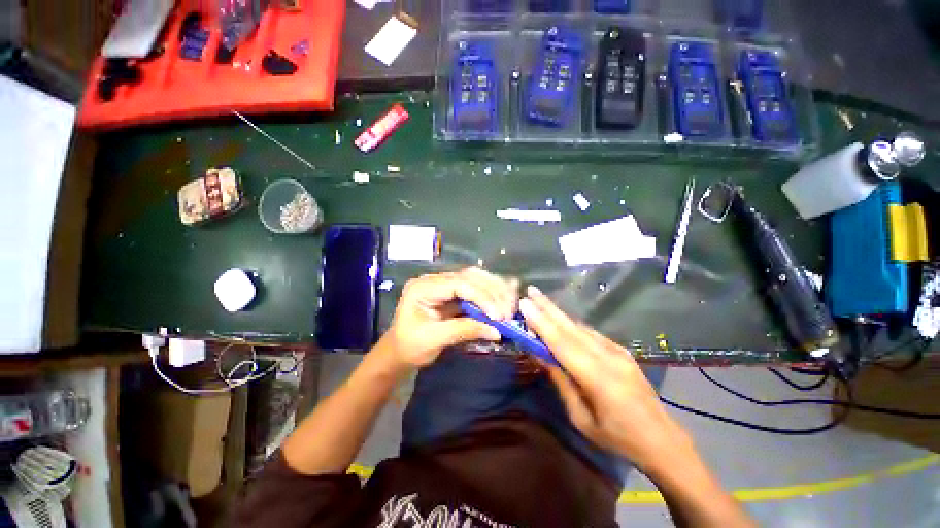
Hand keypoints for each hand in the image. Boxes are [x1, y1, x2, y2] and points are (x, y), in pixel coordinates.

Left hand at [378, 268, 517, 370]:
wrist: (399, 352)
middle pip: (469, 277)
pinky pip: (475, 288)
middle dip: (491, 292)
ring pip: (475, 278)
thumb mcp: (434, 340)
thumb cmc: (410, 347)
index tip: (498, 315)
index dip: (481, 297)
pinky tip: (504, 297)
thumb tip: (497, 330)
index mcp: (423, 287)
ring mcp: (444, 284)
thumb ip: (464, 331)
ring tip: (510, 304)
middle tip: (508, 311)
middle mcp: (434, 280)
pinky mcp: (453, 292)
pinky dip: (491, 293)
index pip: (458, 284)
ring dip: (495, 290)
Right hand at [519, 286, 693, 472]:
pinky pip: (591, 334)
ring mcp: (618, 352)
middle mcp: (609, 358)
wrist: (662, 440)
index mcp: (599, 379)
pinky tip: (560, 318)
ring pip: (580, 328)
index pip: (562, 344)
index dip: (542, 323)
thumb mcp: (582, 419)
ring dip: (558, 313)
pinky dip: (571, 324)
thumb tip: (542, 356)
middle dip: (548, 307)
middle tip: (531, 290)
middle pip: (571, 328)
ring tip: (540, 299)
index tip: (525, 305)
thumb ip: (562, 383)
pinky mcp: (622, 351)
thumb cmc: (618, 438)